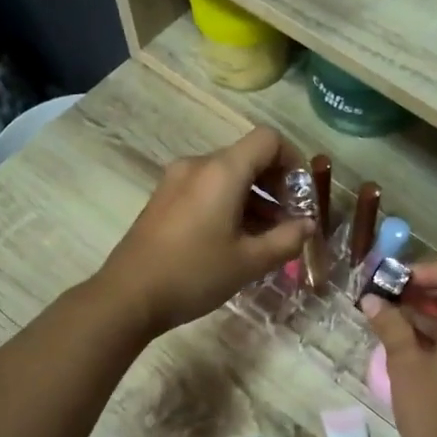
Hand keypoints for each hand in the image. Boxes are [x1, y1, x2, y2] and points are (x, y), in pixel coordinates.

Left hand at [98, 127, 312, 334]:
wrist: (128, 296)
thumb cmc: (194, 274)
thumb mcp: (249, 262)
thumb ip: (286, 240)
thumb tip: (309, 226)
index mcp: (222, 171)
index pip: (268, 140)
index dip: (293, 161)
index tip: (303, 195)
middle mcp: (198, 165)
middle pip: (248, 157)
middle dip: (276, 184)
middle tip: (291, 220)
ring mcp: (176, 180)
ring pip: (228, 175)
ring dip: (254, 198)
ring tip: (267, 237)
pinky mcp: (164, 199)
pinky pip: (207, 189)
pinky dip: (230, 204)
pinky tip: (236, 239)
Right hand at [361, 257, 436, 436]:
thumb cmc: (433, 410)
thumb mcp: (405, 363)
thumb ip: (390, 324)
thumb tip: (371, 300)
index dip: (426, 270)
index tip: (395, 284)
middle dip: (425, 292)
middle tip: (388, 301)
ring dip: (433, 315)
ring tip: (394, 322)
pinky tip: (413, 346)